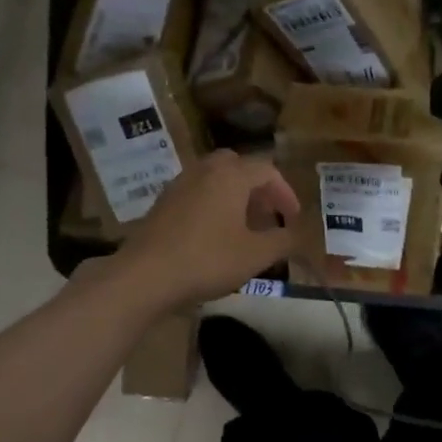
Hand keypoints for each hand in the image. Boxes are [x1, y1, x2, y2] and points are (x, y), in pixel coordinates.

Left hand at [114, 150, 298, 311]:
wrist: (145, 275)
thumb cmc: (208, 260)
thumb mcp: (256, 255)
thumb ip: (282, 240)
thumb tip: (296, 234)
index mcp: (230, 176)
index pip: (267, 170)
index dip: (285, 193)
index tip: (293, 218)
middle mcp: (204, 170)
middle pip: (237, 166)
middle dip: (257, 187)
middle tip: (268, 214)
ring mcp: (178, 185)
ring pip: (214, 178)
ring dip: (234, 195)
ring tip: (244, 226)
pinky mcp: (162, 204)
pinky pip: (196, 193)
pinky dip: (213, 204)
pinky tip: (214, 234)